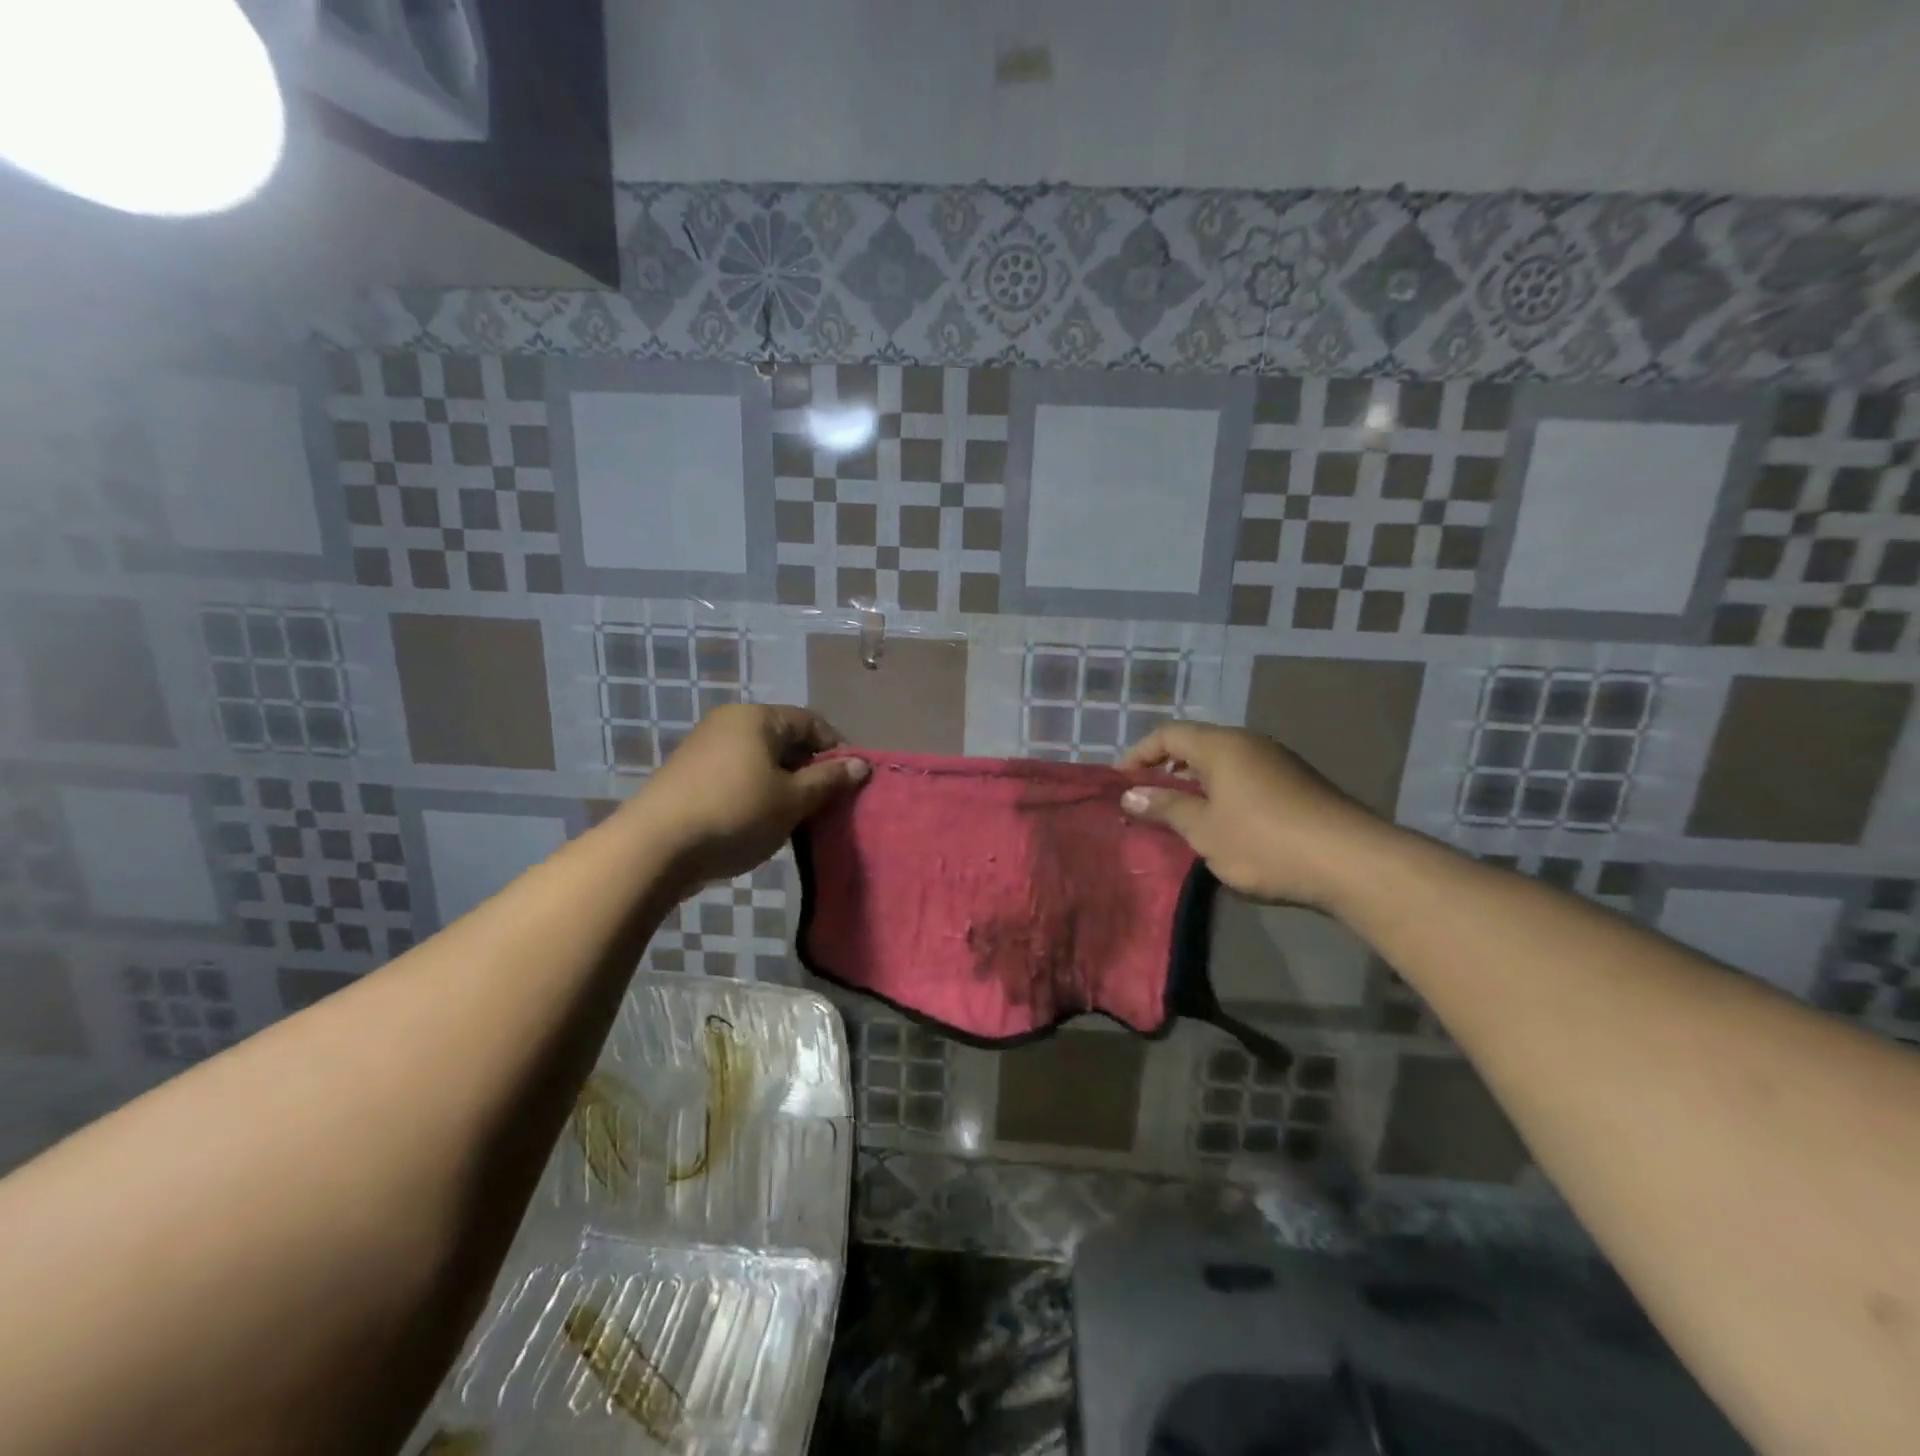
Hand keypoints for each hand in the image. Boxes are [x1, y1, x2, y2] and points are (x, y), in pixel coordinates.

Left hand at [628, 704, 868, 891]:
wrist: (654, 847)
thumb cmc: (735, 813)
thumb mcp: (792, 800)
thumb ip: (829, 779)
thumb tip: (861, 764)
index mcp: (757, 717)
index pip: (811, 722)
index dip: (837, 749)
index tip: (850, 783)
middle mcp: (729, 722)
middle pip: (785, 740)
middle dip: (810, 770)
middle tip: (825, 805)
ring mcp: (704, 747)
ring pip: (761, 760)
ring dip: (784, 785)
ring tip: (795, 818)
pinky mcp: (689, 775)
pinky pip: (737, 775)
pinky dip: (757, 793)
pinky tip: (760, 823)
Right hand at [1117, 721, 1392, 910]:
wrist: (1352, 862)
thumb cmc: (1265, 841)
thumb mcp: (1204, 829)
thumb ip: (1165, 808)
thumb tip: (1130, 794)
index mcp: (1222, 745)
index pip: (1168, 734)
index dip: (1138, 754)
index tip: (1120, 782)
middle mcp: (1250, 743)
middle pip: (1196, 745)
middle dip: (1166, 768)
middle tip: (1146, 799)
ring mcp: (1278, 762)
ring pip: (1223, 763)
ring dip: (1195, 783)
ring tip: (1180, 815)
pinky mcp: (1298, 785)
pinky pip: (1246, 778)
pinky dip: (1222, 793)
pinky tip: (1223, 825)